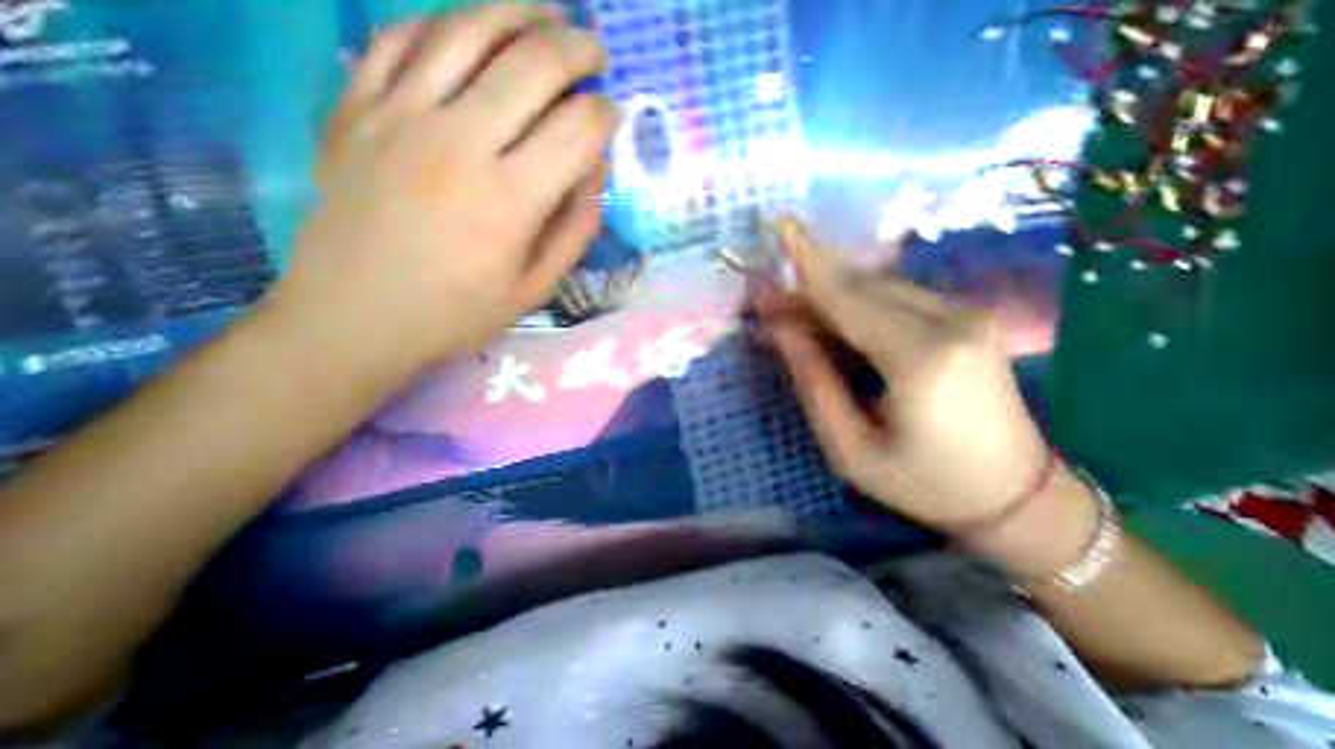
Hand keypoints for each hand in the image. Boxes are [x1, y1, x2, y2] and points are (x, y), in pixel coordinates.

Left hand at [279, 1, 619, 370]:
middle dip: (579, 49)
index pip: (579, 127)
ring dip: (518, 12)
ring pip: (467, 29)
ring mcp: (397, 116)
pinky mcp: (353, 107)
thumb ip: (575, 226)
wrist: (348, 318)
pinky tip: (466, 33)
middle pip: (534, 62)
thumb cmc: (450, 313)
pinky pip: (400, 37)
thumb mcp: (533, 289)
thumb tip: (594, 163)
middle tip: (592, 54)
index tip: (609, 117)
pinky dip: (441, 24)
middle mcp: (456, 144)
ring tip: (544, 17)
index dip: (607, 113)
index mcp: (507, 201)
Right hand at [760, 216, 1054, 531]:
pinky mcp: (973, 316)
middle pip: (864, 284)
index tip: (774, 225)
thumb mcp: (853, 450)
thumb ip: (814, 382)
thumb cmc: (927, 485)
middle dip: (812, 285)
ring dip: (837, 295)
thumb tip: (779, 326)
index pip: (848, 297)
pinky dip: (864, 303)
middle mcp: (952, 321)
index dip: (806, 262)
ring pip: (883, 286)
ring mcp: (969, 314)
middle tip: (768, 303)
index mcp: (922, 358)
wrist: (1018, 496)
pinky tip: (841, 324)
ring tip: (797, 318)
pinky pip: (904, 297)